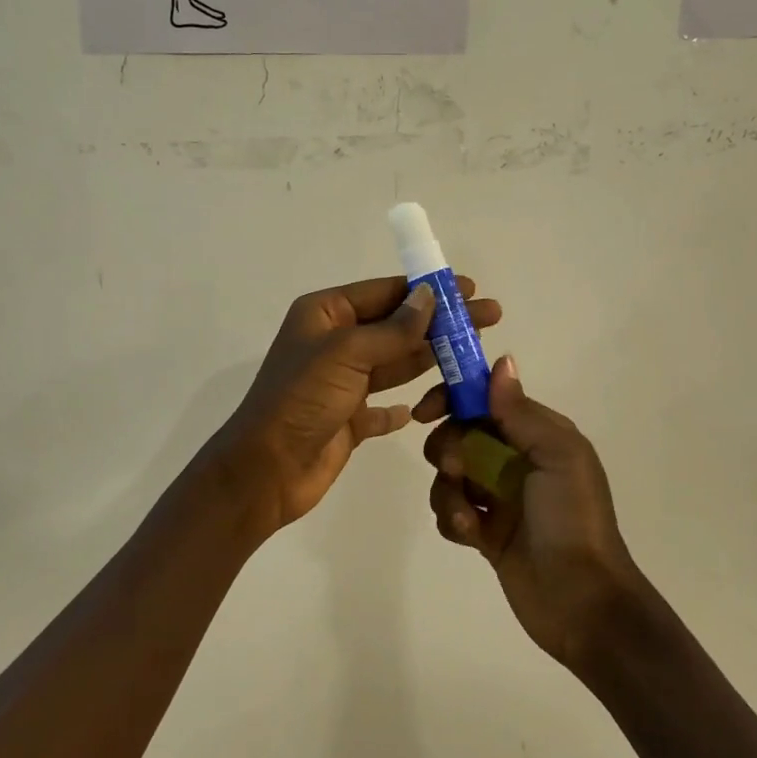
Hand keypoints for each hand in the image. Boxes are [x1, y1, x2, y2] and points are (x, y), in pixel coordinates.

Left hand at [209, 276, 502, 539]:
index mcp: (325, 315)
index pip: (385, 292)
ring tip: (473, 357)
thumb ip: (393, 329)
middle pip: (396, 326)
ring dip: (430, 361)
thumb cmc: (302, 399)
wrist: (267, 469)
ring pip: (395, 365)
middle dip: (440, 323)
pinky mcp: (348, 419)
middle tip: (489, 318)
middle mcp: (334, 344)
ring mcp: (341, 383)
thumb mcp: (347, 354)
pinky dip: (404, 405)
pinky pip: (384, 407)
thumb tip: (428, 297)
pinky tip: (429, 405)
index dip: (427, 289)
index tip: (469, 288)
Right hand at [418, 359, 646, 669]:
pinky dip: (452, 519)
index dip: (454, 398)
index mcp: (538, 434)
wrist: (582, 601)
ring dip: (448, 491)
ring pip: (449, 474)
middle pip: (459, 434)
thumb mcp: (558, 456)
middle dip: (448, 449)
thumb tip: (501, 362)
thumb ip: (522, 412)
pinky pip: (450, 511)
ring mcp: (498, 497)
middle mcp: (516, 459)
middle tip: (456, 470)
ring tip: (468, 516)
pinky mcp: (485, 531)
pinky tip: (471, 536)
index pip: (486, 399)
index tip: (427, 411)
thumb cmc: (572, 519)